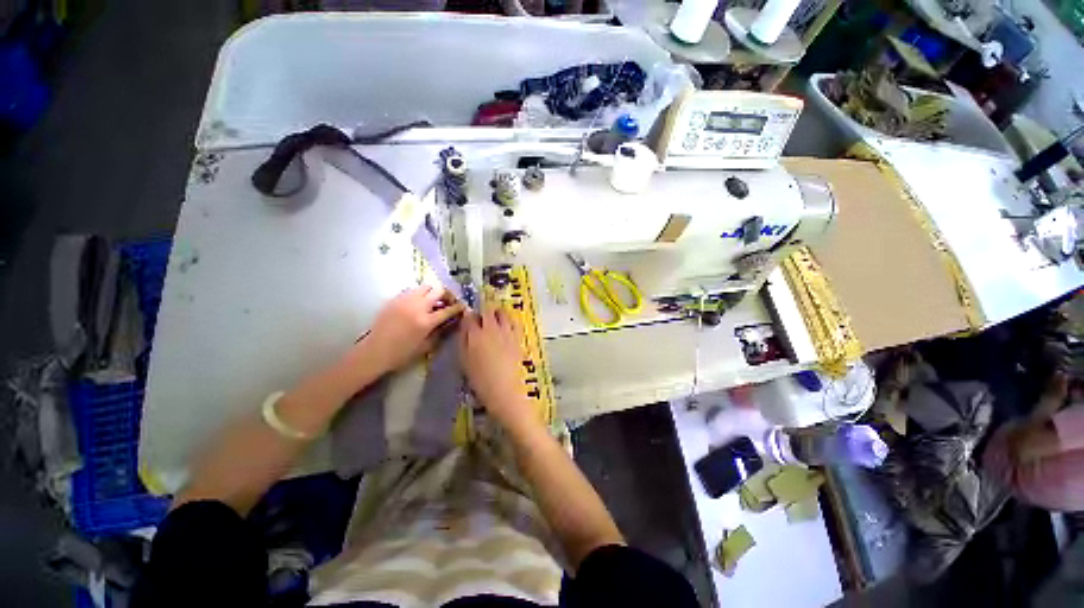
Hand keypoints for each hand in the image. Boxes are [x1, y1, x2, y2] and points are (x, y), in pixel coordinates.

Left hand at [360, 285, 465, 372]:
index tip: (463, 306)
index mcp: (426, 321)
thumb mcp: (426, 346)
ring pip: (425, 287)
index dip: (458, 307)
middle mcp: (417, 307)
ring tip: (433, 302)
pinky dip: (419, 295)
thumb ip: (440, 331)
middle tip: (449, 302)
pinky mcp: (394, 299)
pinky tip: (418, 304)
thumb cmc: (402, 353)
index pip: (448, 309)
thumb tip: (450, 322)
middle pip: (438, 291)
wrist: (375, 351)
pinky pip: (411, 291)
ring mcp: (404, 301)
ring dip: (433, 293)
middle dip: (448, 295)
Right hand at [459, 307, 537, 432]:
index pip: (469, 317)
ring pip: (502, 313)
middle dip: (483, 313)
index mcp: (475, 335)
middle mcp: (491, 329)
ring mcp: (507, 332)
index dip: (468, 317)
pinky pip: (514, 321)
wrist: (504, 390)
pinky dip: (510, 320)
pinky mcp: (518, 337)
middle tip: (482, 320)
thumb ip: (463, 341)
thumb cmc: (480, 380)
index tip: (468, 321)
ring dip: (497, 313)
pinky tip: (507, 326)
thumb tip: (464, 328)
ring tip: (495, 320)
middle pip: (487, 311)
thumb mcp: (464, 361)